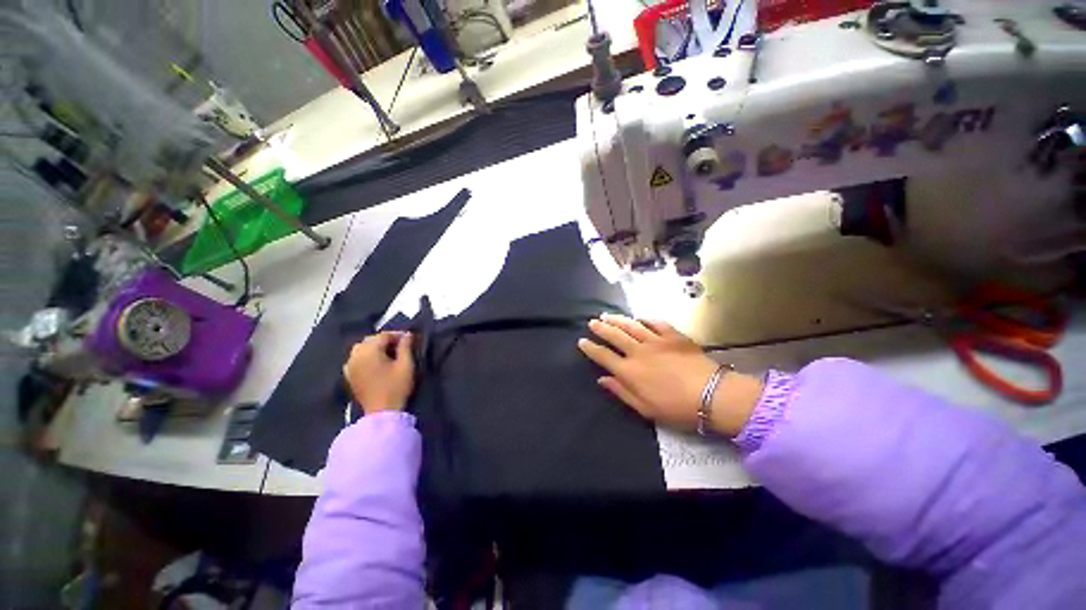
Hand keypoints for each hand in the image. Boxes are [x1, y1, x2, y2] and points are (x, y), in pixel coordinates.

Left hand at [343, 332, 414, 414]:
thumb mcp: (406, 365)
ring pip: (361, 348)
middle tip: (400, 346)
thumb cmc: (396, 386)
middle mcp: (356, 355)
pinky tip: (375, 362)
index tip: (410, 339)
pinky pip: (356, 359)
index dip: (398, 335)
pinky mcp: (349, 376)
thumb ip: (406, 347)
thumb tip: (407, 334)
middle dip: (385, 340)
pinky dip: (366, 356)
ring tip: (388, 353)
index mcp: (369, 351)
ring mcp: (349, 366)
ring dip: (374, 347)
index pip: (383, 335)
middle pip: (370, 340)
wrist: (382, 412)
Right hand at [577, 314, 761, 435]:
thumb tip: (602, 379)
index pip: (603, 356)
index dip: (590, 348)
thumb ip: (621, 391)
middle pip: (614, 336)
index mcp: (629, 371)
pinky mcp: (673, 336)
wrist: (712, 395)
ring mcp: (656, 341)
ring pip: (631, 326)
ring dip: (617, 320)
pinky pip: (656, 323)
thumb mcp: (645, 408)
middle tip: (592, 321)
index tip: (582, 341)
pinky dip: (645, 319)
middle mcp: (638, 352)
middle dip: (601, 328)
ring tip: (607, 315)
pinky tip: (639, 317)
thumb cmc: (676, 408)